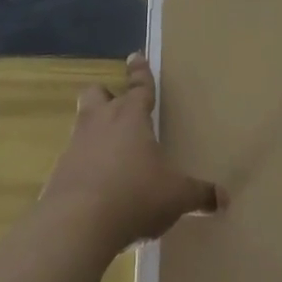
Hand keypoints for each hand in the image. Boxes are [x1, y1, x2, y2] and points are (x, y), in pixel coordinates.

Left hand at [41, 53, 224, 249]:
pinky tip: (97, 189)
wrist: (76, 225)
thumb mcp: (176, 197)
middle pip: (96, 94)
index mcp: (130, 117)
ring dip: (94, 133)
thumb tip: (223, 198)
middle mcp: (99, 123)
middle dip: (105, 95)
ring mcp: (74, 147)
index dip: (140, 73)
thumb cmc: (134, 196)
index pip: (138, 87)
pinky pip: (73, 161)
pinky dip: (84, 168)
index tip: (135, 56)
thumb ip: (199, 194)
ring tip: (110, 153)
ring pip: (82, 125)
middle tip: (114, 104)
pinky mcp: (57, 174)